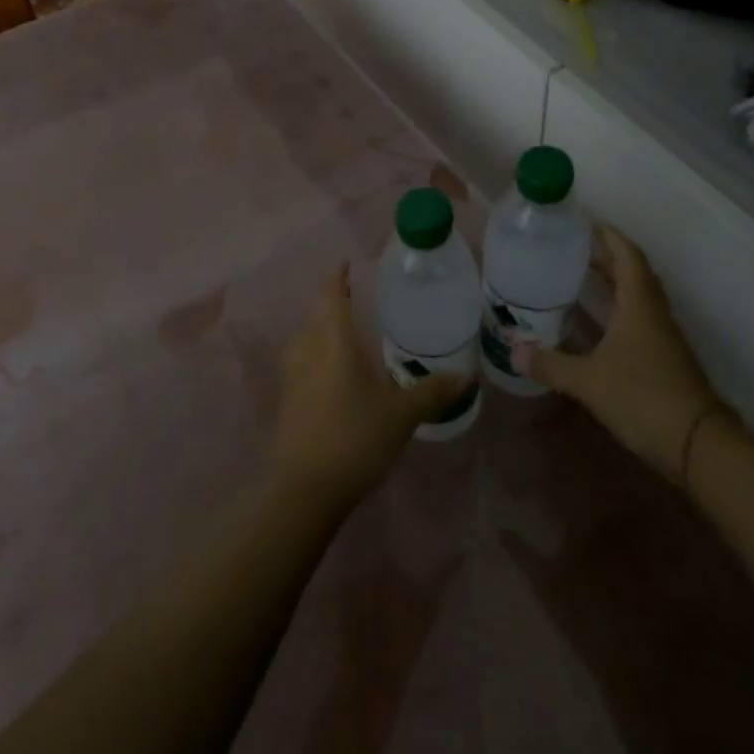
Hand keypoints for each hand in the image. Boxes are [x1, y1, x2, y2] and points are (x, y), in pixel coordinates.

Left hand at [272, 264, 467, 508]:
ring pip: (305, 340)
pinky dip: (315, 356)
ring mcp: (292, 377)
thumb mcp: (401, 415)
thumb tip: (467, 375)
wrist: (304, 489)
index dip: (338, 278)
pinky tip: (332, 374)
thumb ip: (432, 392)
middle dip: (332, 304)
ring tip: (344, 334)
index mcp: (333, 343)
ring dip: (320, 330)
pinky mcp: (286, 401)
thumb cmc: (354, 438)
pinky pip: (301, 363)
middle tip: (355, 299)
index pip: (331, 297)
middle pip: (316, 316)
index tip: (346, 263)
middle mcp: (308, 351)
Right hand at [513, 224, 724, 483]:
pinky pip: (639, 316)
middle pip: (633, 271)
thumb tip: (512, 351)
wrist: (699, 445)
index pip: (627, 255)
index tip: (586, 221)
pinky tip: (598, 319)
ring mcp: (663, 335)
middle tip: (574, 245)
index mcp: (639, 304)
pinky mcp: (664, 357)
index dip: (608, 235)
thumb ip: (550, 364)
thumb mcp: (589, 381)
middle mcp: (654, 312)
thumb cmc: (644, 398)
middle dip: (606, 254)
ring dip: (614, 279)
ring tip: (581, 273)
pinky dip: (618, 305)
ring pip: (637, 294)